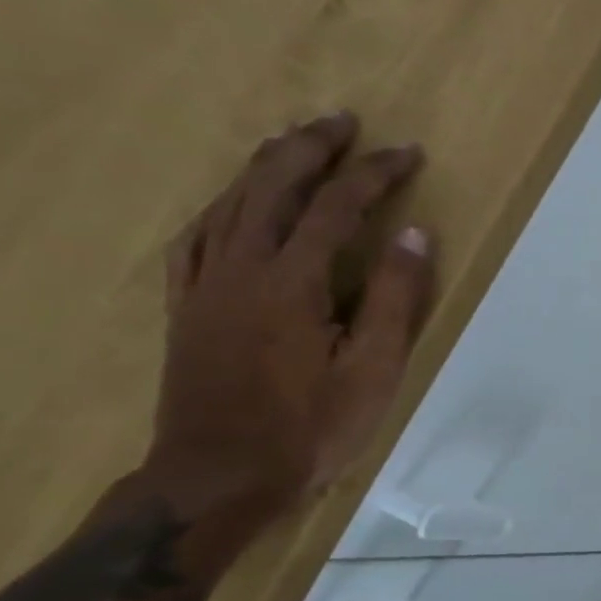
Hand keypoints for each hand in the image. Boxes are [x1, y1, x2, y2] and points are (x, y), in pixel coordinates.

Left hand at [145, 112, 435, 521]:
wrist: (218, 478)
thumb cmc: (310, 429)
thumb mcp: (375, 370)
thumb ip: (396, 298)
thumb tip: (415, 234)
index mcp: (292, 282)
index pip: (336, 207)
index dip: (374, 174)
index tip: (408, 153)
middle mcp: (240, 268)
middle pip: (272, 186)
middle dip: (312, 148)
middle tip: (344, 122)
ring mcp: (204, 285)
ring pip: (230, 202)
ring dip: (266, 165)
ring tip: (294, 142)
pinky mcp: (185, 306)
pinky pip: (195, 237)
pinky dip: (220, 206)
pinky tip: (232, 202)